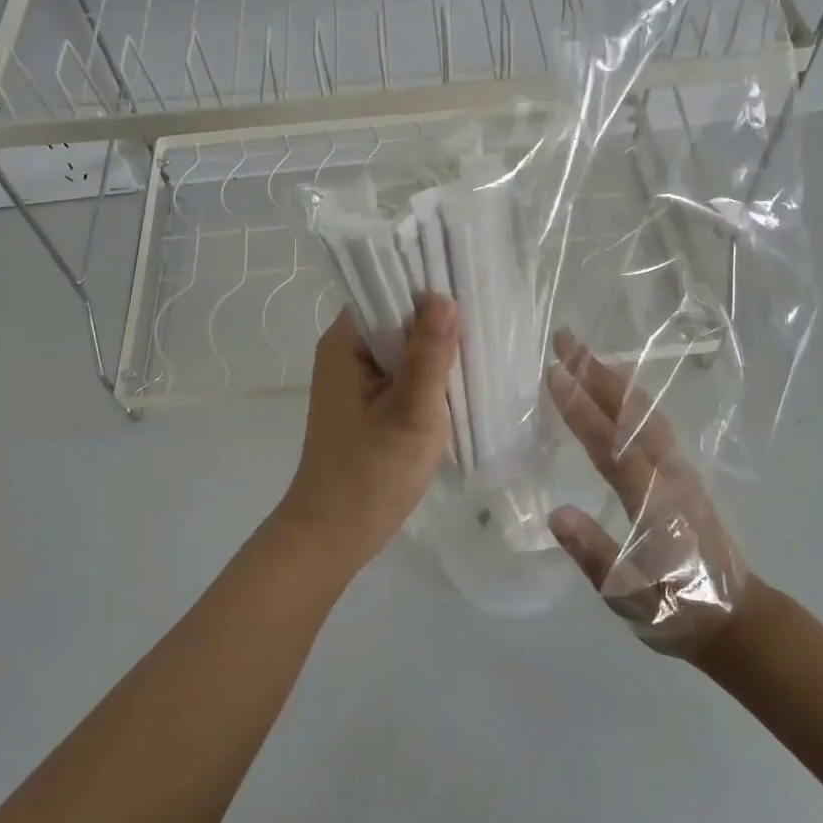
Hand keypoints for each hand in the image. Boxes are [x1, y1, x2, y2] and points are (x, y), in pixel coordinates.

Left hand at [274, 296, 460, 576]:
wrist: (333, 536)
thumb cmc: (370, 475)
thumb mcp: (410, 413)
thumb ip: (429, 355)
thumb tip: (445, 297)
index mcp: (345, 343)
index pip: (387, 291)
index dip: (427, 286)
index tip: (472, 285)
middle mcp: (346, 352)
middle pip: (397, 318)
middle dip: (438, 319)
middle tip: (489, 318)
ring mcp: (356, 379)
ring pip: (404, 347)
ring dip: (436, 350)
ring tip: (483, 345)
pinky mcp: (369, 403)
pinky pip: (402, 373)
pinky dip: (428, 375)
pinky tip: (462, 380)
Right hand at [545, 331, 743, 658]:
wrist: (739, 621)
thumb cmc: (679, 610)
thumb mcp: (630, 597)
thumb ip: (595, 555)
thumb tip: (556, 514)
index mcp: (652, 502)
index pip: (610, 445)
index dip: (580, 408)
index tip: (553, 373)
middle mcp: (668, 475)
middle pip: (631, 412)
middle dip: (596, 372)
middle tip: (564, 339)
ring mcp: (680, 472)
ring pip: (645, 412)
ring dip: (613, 379)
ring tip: (584, 355)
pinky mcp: (684, 476)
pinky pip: (653, 423)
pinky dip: (630, 397)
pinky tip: (616, 394)